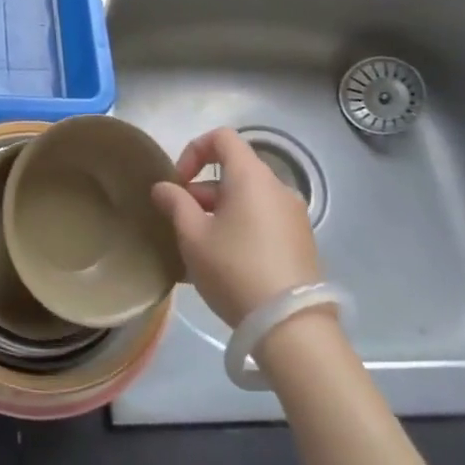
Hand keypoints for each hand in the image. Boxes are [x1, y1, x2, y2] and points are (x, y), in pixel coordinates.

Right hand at [150, 127, 321, 329]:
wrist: (291, 326)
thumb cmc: (235, 269)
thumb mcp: (193, 236)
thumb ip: (175, 203)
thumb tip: (163, 187)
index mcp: (252, 177)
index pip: (222, 138)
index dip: (194, 151)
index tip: (178, 183)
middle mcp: (278, 188)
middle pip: (234, 171)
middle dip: (202, 190)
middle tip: (181, 222)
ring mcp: (294, 216)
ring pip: (247, 198)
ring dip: (219, 211)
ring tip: (199, 248)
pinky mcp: (301, 242)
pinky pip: (262, 220)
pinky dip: (240, 227)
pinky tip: (225, 263)